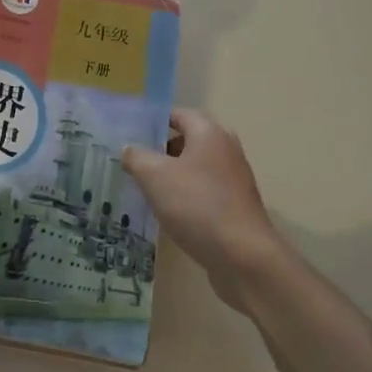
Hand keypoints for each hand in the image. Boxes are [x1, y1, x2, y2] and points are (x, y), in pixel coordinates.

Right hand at [122, 110, 282, 311]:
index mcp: (209, 133)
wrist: (244, 257)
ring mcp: (233, 180)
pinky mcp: (235, 206)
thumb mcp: (154, 176)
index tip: (128, 134)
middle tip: (130, 162)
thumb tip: (128, 148)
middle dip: (158, 150)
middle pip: (186, 141)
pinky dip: (184, 197)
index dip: (152, 121)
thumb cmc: (197, 205)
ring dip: (170, 176)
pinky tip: (166, 212)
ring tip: (142, 188)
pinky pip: (203, 192)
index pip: (177, 114)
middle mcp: (225, 150)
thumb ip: (136, 156)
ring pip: (193, 169)